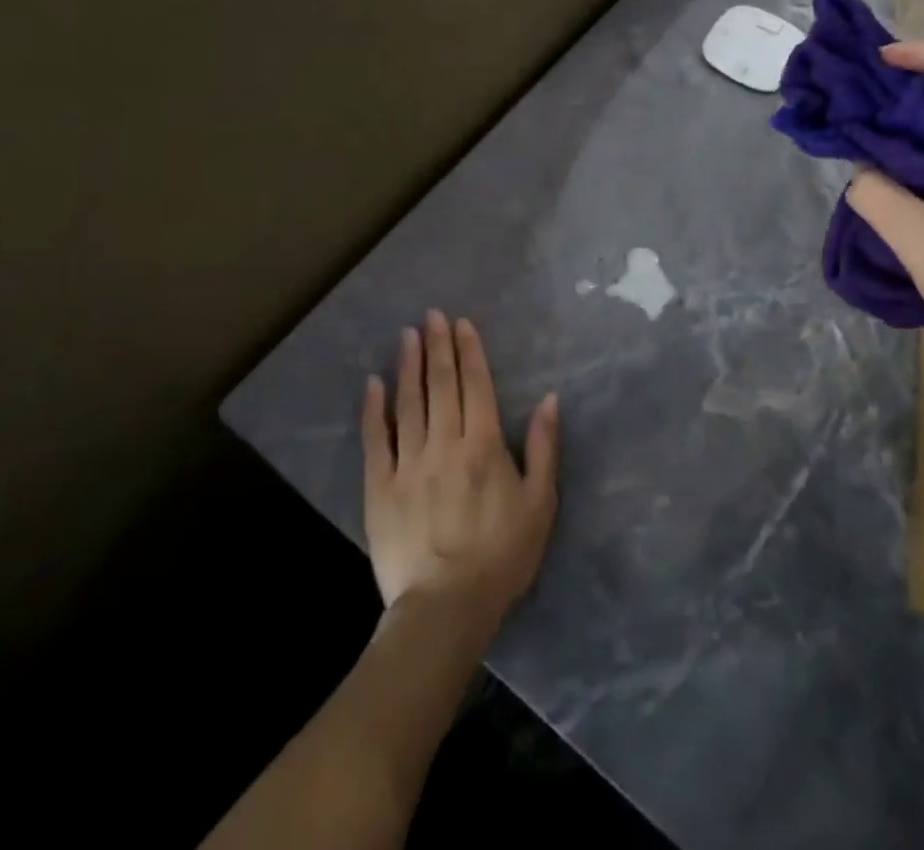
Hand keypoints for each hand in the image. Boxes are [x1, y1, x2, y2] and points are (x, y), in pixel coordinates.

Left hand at [362, 311, 559, 633]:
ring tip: (407, 335)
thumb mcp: (540, 503)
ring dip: (409, 366)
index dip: (469, 351)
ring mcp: (408, 465)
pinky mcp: (380, 488)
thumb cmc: (501, 556)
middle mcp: (444, 444)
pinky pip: (376, 440)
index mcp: (483, 446)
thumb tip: (550, 399)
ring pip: (409, 404)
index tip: (461, 323)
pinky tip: (373, 384)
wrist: (445, 608)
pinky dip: (374, 409)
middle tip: (431, 315)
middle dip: (437, 346)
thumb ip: (544, 448)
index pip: (475, 385)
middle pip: (441, 385)